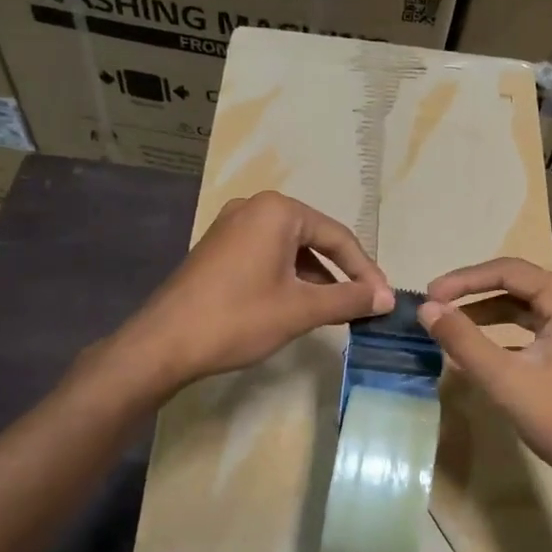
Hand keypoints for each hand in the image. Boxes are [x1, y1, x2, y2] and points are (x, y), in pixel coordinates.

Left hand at [121, 191, 393, 390]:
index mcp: (278, 211)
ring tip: (335, 310)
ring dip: (316, 278)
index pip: (338, 237)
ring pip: (290, 249)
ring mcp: (231, 226)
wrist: (163, 343)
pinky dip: (288, 278)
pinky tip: (298, 305)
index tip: (384, 300)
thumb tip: (388, 298)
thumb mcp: (301, 309)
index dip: (365, 270)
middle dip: (341, 273)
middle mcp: (254, 208)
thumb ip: (349, 299)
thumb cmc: (238, 319)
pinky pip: (267, 255)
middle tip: (364, 304)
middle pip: (314, 239)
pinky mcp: (218, 248)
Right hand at [418, 258, 551, 508]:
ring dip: (486, 312)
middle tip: (436, 305)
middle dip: (474, 293)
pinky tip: (478, 348)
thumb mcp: (503, 378)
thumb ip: (462, 339)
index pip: (509, 271)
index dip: (465, 279)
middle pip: (517, 284)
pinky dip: (504, 332)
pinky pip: (533, 327)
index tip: (430, 294)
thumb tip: (427, 309)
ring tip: (450, 324)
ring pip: (524, 306)